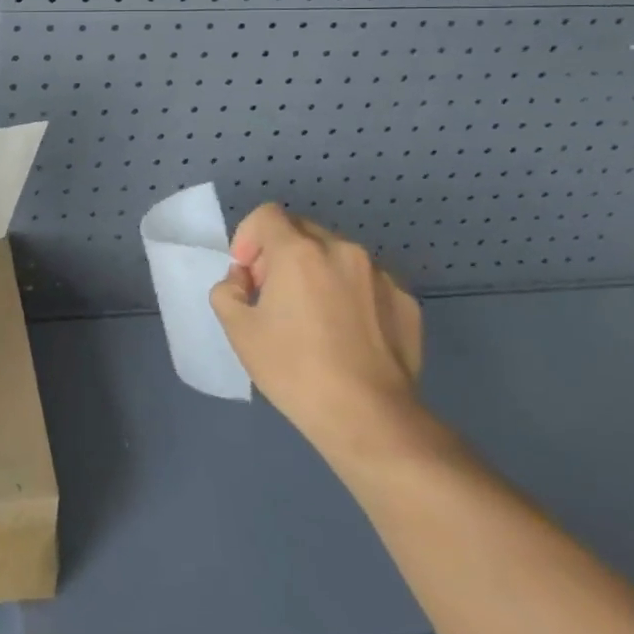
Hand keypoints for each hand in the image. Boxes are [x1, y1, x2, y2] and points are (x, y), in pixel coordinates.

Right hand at [210, 204, 425, 467]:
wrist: (369, 418)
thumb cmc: (294, 370)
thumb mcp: (237, 330)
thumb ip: (227, 290)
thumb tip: (243, 280)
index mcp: (298, 251)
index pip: (266, 215)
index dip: (248, 237)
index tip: (247, 274)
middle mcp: (342, 250)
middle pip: (301, 231)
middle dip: (279, 254)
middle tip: (274, 296)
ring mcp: (380, 275)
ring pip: (336, 256)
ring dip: (316, 272)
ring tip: (314, 317)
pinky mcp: (406, 301)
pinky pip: (366, 282)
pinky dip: (350, 294)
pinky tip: (347, 334)